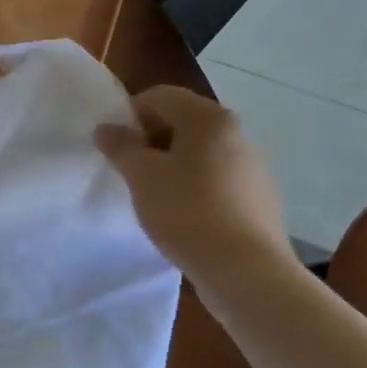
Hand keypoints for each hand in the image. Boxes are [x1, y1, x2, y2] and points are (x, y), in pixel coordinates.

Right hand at [95, 85, 290, 287]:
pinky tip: (182, 215)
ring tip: (154, 195)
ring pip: (200, 152)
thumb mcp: (141, 175)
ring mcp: (253, 167)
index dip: (130, 115)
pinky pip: (217, 179)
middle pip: (182, 122)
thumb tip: (107, 129)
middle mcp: (237, 133)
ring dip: (172, 164)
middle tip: (130, 170)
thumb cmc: (186, 211)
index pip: (160, 96)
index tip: (115, 146)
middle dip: (150, 140)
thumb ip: (120, 146)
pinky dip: (194, 186)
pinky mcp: (260, 198)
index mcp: (209, 119)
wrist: (245, 271)